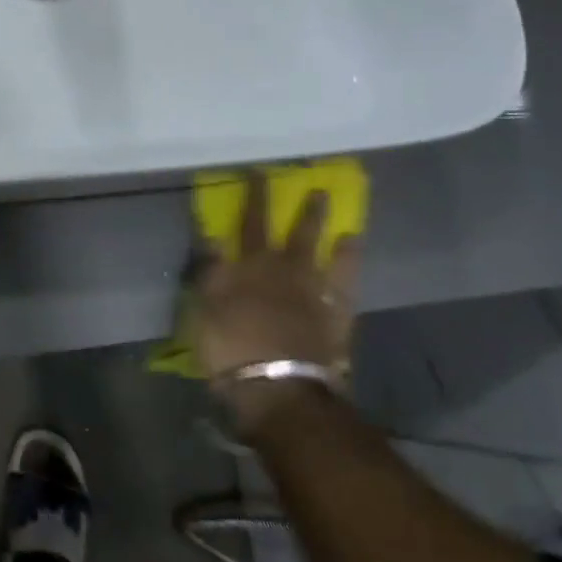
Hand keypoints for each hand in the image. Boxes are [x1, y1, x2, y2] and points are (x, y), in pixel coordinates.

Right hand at [195, 173, 358, 436]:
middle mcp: (287, 273)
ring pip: (330, 261)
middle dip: (306, 212)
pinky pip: (347, 293)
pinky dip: (351, 277)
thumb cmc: (231, 347)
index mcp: (252, 266)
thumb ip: (212, 270)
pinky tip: (354, 271)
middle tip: (318, 190)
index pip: (251, 222)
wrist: (278, 389)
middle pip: (298, 236)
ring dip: (337, 242)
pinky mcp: (337, 322)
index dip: (254, 197)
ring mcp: (316, 298)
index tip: (258, 172)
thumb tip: (214, 237)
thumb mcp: (207, 306)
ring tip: (350, 227)